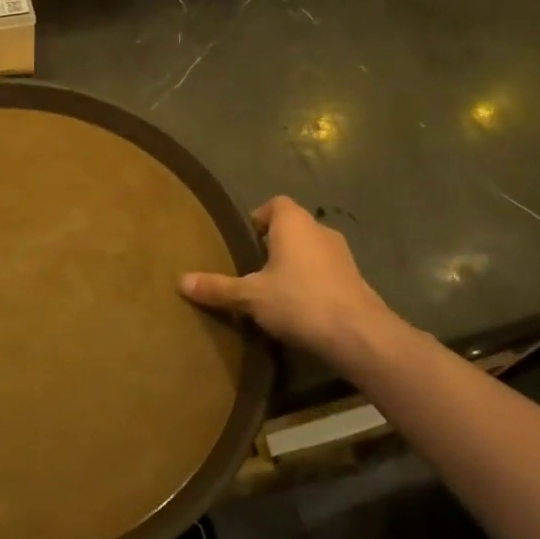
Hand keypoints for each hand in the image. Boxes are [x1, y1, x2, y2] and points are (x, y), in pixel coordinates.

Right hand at [181, 196, 410, 373]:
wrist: (358, 334)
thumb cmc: (298, 301)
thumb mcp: (250, 296)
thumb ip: (218, 288)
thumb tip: (181, 282)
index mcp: (294, 223)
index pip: (276, 204)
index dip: (260, 217)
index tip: (246, 239)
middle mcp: (320, 230)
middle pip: (294, 226)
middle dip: (276, 243)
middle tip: (254, 267)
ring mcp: (343, 255)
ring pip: (312, 250)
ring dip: (296, 263)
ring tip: (276, 289)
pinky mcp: (356, 279)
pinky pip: (327, 271)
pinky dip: (314, 282)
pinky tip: (301, 307)